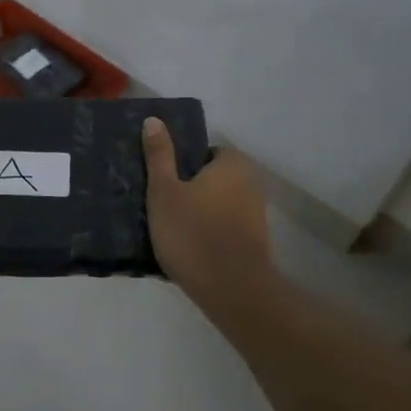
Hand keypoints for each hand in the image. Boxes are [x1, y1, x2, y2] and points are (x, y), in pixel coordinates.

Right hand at [142, 117, 274, 305]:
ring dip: (199, 212)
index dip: (182, 163)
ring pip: (219, 204)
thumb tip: (154, 120)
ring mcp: (256, 215)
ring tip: (169, 228)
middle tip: (160, 204)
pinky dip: (209, 233)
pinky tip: (188, 248)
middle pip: (213, 178)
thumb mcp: (164, 191)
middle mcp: (251, 183)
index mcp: (232, 164)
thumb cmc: (193, 233)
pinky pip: (225, 228)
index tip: (162, 181)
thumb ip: (160, 155)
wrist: (231, 290)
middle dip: (190, 188)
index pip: (206, 151)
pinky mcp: (254, 243)